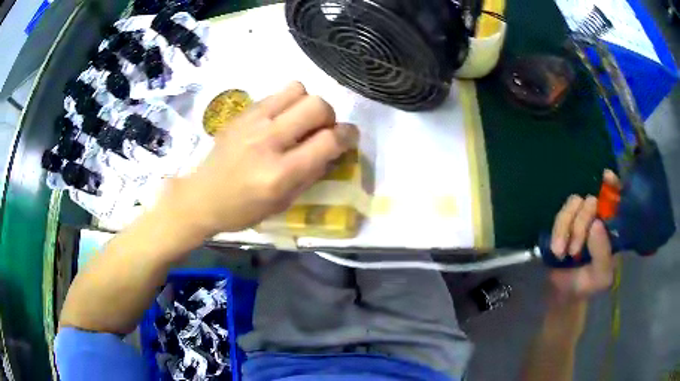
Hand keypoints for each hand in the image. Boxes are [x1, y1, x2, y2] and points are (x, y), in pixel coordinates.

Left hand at [160, 82, 358, 235]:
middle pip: (317, 105)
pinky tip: (279, 119)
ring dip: (307, 103)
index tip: (349, 138)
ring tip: (299, 120)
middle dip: (329, 116)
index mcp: (280, 173)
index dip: (347, 136)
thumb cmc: (243, 209)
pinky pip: (276, 93)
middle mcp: (268, 141)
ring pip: (298, 89)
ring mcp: (253, 122)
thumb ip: (311, 174)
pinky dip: (287, 102)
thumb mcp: (283, 203)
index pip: (328, 141)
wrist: (201, 196)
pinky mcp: (242, 113)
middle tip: (321, 130)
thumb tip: (332, 150)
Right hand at [548, 170, 619, 297]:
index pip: (616, 198)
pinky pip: (560, 214)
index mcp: (612, 228)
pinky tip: (557, 249)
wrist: (563, 293)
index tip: (606, 177)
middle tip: (575, 249)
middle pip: (591, 200)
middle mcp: (597, 217)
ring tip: (562, 252)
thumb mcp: (601, 276)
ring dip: (567, 228)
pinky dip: (558, 230)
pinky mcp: (563, 222)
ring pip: (574, 203)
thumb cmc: (587, 285)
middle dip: (582, 223)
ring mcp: (579, 218)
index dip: (612, 185)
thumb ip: (603, 254)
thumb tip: (596, 224)